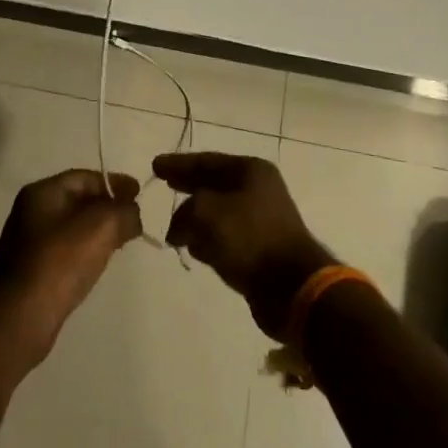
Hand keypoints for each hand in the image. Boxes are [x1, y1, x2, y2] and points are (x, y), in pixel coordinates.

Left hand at [0, 170, 142, 360]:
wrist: (22, 315)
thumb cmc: (61, 260)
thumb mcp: (103, 226)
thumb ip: (124, 211)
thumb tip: (132, 213)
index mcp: (42, 192)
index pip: (84, 177)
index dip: (114, 182)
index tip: (138, 193)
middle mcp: (30, 213)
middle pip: (77, 201)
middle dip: (107, 207)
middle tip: (132, 218)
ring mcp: (27, 244)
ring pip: (71, 228)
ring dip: (96, 231)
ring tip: (120, 242)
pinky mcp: (30, 273)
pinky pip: (64, 252)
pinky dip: (84, 251)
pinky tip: (97, 264)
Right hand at [153, 153, 334, 337]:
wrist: (291, 286)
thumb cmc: (249, 237)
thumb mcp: (206, 213)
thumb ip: (184, 211)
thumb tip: (178, 227)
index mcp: (250, 171)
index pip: (206, 161)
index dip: (179, 163)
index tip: (155, 166)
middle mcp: (258, 190)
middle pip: (213, 184)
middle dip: (188, 186)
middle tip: (164, 184)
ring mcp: (260, 220)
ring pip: (218, 213)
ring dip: (195, 219)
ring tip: (173, 227)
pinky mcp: (259, 248)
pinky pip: (226, 237)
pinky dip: (208, 240)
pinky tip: (192, 248)